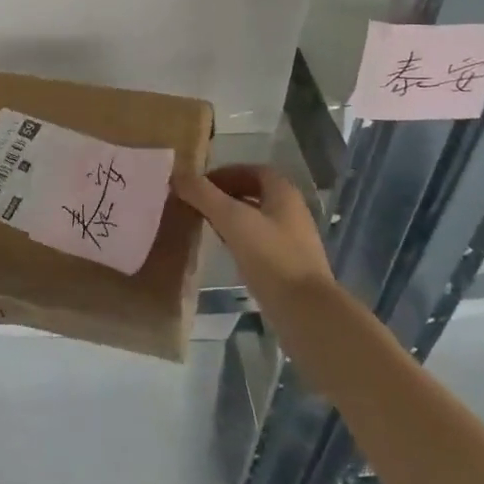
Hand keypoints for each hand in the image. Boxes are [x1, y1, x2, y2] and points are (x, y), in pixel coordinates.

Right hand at [171, 165, 333, 301]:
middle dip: (225, 196)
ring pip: (257, 219)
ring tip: (206, 226)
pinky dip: (240, 240)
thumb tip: (177, 175)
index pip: (252, 171)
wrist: (306, 313)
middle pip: (255, 194)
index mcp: (284, 193)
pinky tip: (226, 252)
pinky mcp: (290, 266)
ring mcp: (293, 241)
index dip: (225, 173)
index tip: (199, 185)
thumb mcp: (232, 220)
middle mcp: (292, 211)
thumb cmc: (271, 257)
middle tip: (198, 204)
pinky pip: (260, 243)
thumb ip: (203, 195)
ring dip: (232, 218)